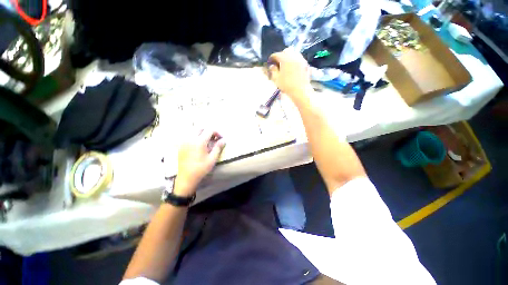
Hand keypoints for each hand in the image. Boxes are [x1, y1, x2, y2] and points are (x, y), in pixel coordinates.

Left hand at [174, 130, 225, 195]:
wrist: (187, 177)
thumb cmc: (201, 168)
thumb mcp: (212, 158)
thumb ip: (218, 147)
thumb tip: (224, 140)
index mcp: (199, 142)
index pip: (209, 130)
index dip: (217, 132)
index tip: (220, 138)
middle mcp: (190, 138)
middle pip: (200, 127)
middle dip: (208, 130)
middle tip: (213, 138)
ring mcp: (184, 141)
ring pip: (193, 130)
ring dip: (201, 132)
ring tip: (206, 140)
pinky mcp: (181, 145)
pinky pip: (187, 135)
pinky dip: (194, 136)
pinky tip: (197, 143)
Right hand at [268, 48, 311, 97]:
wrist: (301, 90)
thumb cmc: (287, 85)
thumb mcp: (276, 79)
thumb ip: (273, 71)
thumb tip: (272, 66)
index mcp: (284, 58)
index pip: (276, 55)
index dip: (272, 59)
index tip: (270, 63)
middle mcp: (293, 55)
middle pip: (286, 51)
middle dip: (281, 55)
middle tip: (279, 63)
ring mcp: (301, 59)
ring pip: (294, 54)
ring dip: (289, 57)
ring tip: (286, 66)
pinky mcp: (306, 64)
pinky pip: (299, 59)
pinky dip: (295, 62)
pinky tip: (293, 69)